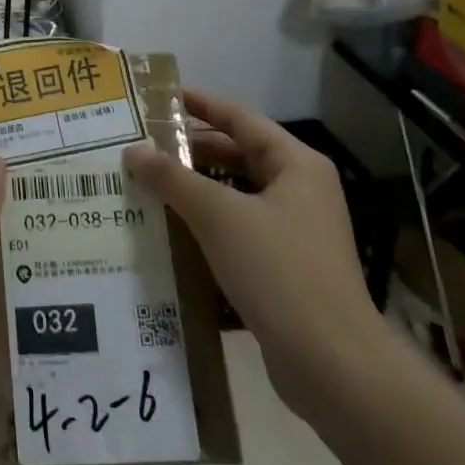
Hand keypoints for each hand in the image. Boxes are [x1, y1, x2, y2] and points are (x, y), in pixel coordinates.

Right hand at [123, 87, 381, 408]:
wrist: (333, 365)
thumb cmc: (278, 270)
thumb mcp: (218, 215)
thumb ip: (172, 178)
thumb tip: (132, 150)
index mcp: (296, 165)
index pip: (241, 119)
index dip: (201, 105)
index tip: (161, 99)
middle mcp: (300, 190)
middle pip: (238, 156)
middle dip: (191, 152)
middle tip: (143, 147)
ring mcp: (296, 231)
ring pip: (236, 195)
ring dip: (195, 190)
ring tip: (148, 186)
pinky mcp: (286, 267)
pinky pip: (239, 230)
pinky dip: (207, 225)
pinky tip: (171, 232)